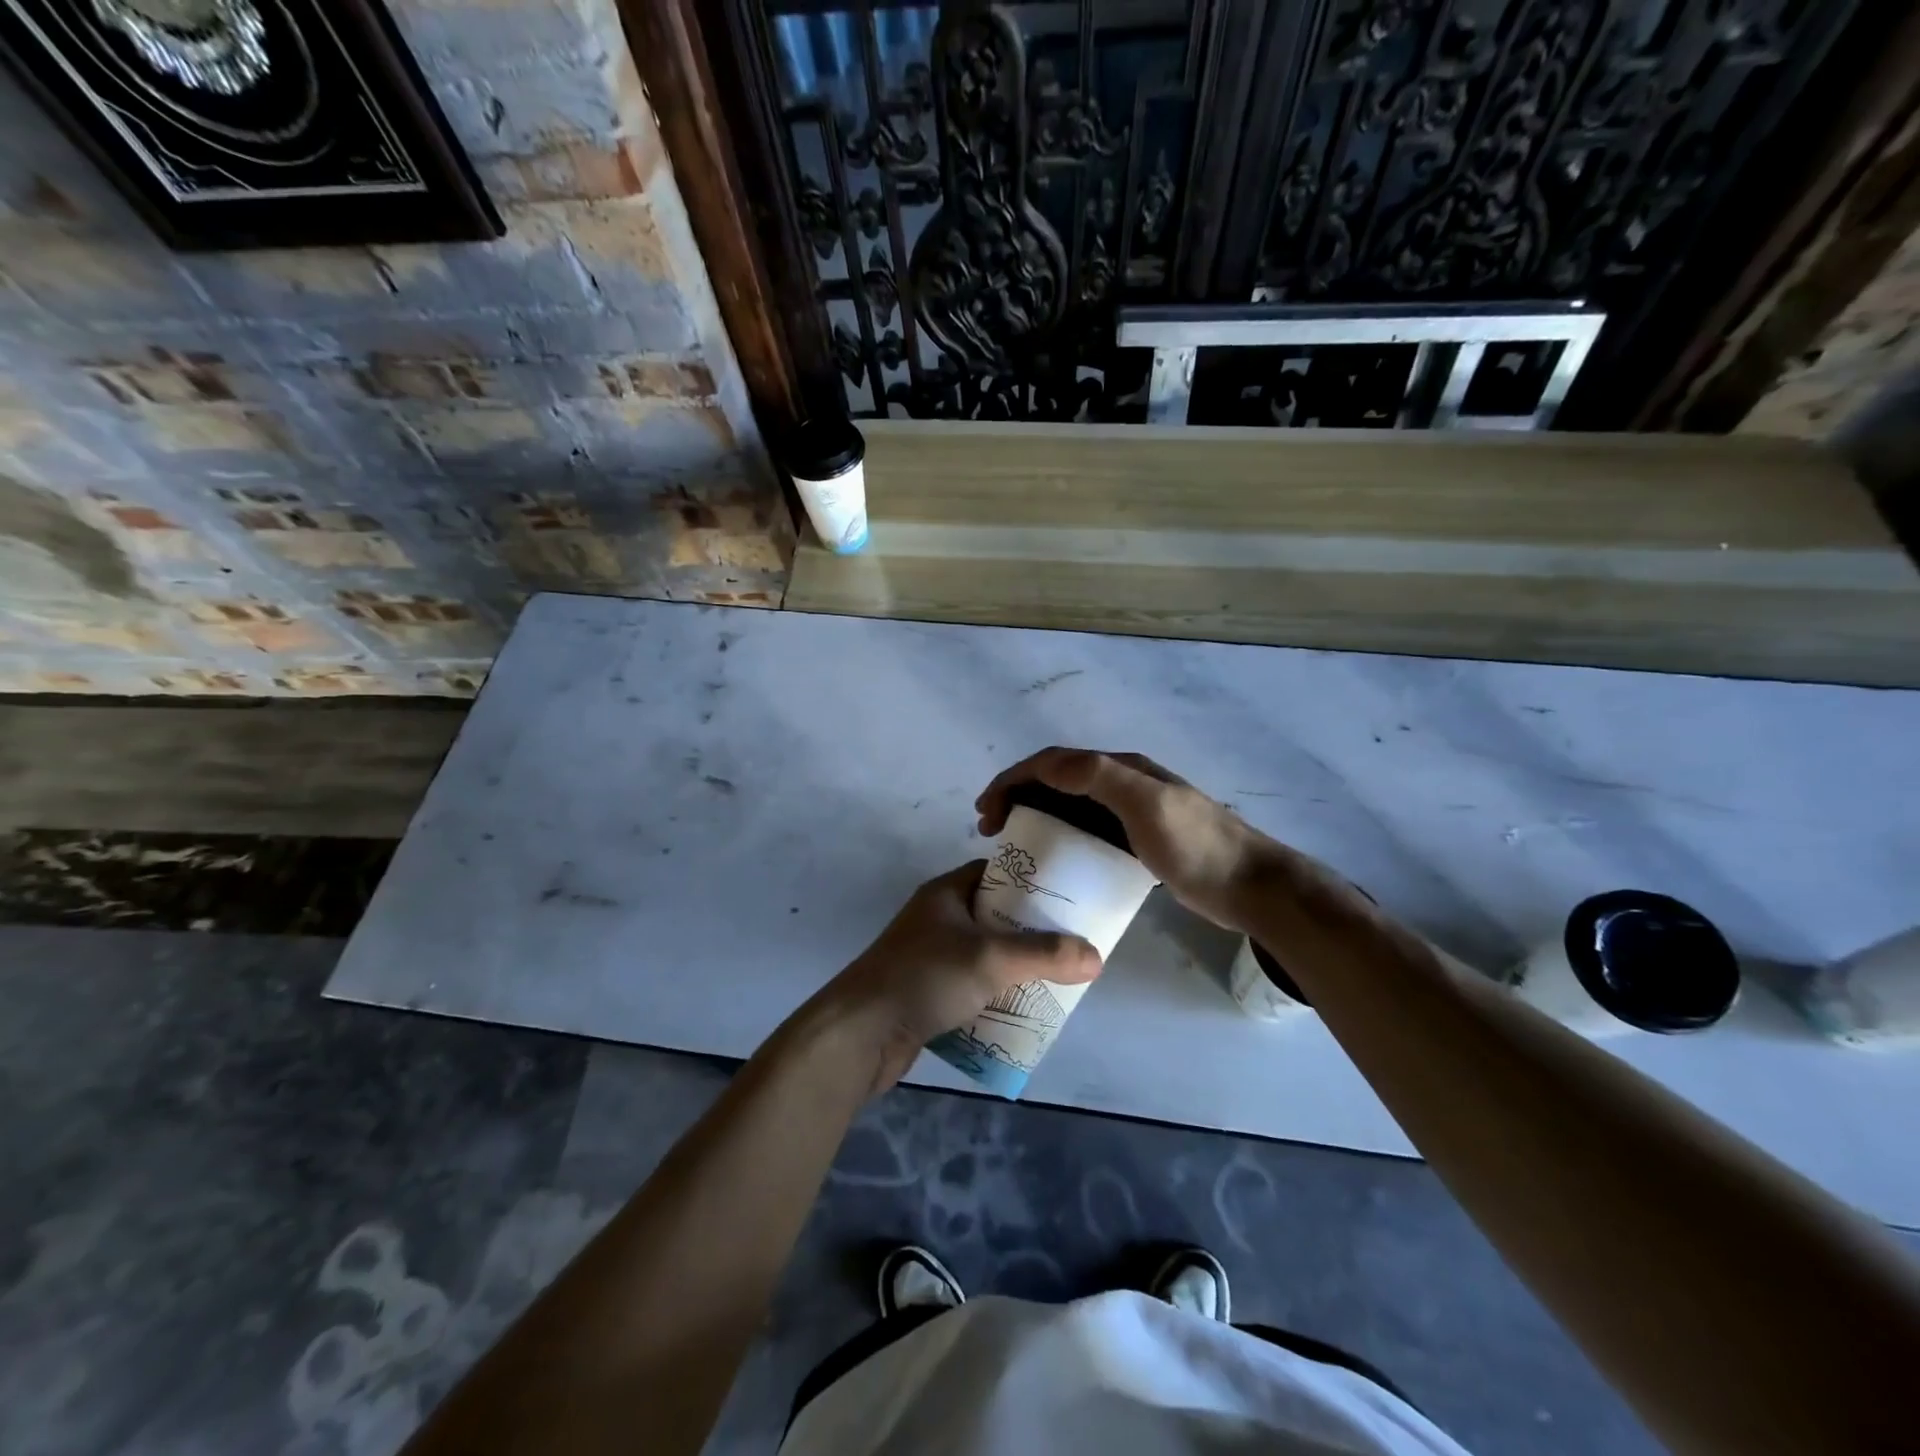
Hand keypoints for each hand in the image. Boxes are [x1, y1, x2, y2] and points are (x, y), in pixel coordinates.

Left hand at [824, 861, 1100, 1091]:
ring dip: (1014, 969)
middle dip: (1030, 933)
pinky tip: (1021, 1013)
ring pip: (984, 956)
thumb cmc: (924, 977)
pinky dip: (994, 997)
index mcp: (947, 893)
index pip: (995, 873)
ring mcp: (930, 958)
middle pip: (994, 917)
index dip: (1031, 882)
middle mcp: (938, 919)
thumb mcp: (991, 958)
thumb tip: (1095, 957)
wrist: (860, 1033)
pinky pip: (971, 988)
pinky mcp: (927, 994)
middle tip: (1069, 946)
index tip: (1067, 898)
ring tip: (1055, 981)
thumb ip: (1044, 955)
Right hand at [977, 747, 1282, 932]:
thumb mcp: (1147, 804)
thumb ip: (1098, 776)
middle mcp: (1123, 783)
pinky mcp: (1139, 842)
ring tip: (1012, 843)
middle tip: (991, 829)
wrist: (1250, 887)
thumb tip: (1045, 764)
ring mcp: (1132, 813)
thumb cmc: (1196, 847)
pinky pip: (1087, 831)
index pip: (1054, 763)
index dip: (1013, 780)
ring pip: (1070, 806)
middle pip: (1057, 782)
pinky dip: (1060, 836)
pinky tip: (1053, 859)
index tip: (986, 810)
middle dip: (1018, 797)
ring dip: (1035, 816)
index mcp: (1121, 769)